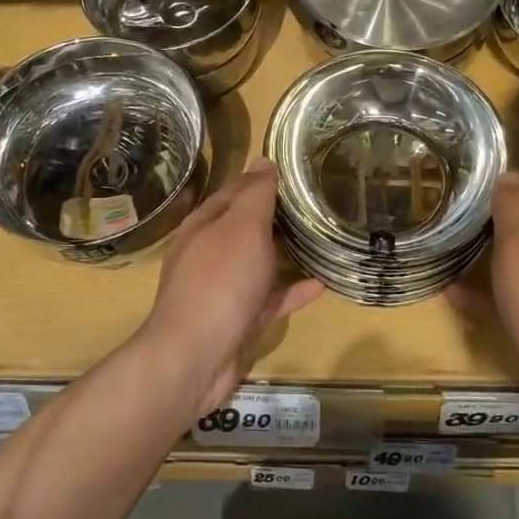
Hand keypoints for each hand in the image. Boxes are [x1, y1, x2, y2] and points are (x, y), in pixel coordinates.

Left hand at [137, 160, 323, 413]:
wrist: (196, 356)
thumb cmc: (219, 281)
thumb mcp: (241, 227)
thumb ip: (255, 195)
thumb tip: (263, 161)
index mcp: (204, 225)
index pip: (234, 191)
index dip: (261, 179)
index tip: (296, 170)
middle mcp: (210, 253)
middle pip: (246, 227)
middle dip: (277, 215)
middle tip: (317, 203)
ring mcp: (224, 288)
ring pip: (259, 263)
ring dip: (286, 252)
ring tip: (322, 240)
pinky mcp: (239, 319)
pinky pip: (270, 298)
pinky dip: (292, 290)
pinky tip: (321, 285)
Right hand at [470, 172, 518, 429]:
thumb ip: (515, 207)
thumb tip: (508, 175)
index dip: (503, 186)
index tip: (467, 182)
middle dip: (495, 221)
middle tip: (454, 215)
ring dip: (488, 256)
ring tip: (452, 251)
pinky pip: (512, 300)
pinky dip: (486, 294)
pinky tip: (455, 295)